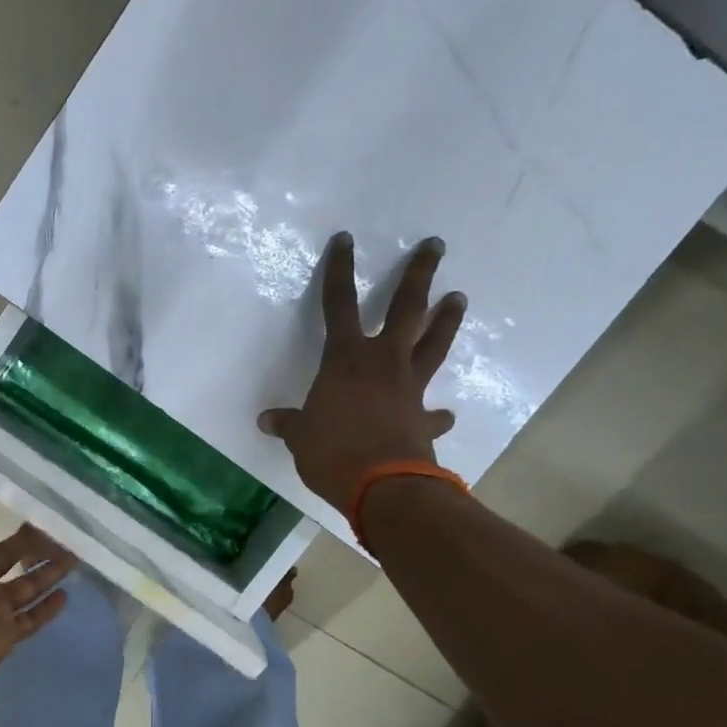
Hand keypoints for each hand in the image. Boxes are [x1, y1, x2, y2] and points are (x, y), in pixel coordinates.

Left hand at [0, 449, 77, 697]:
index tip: (2, 479)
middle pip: (6, 552)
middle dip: (29, 537)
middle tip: (57, 519)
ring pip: (25, 584)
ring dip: (49, 570)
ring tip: (76, 552)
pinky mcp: (3, 634)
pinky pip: (30, 620)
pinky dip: (47, 610)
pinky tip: (68, 594)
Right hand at [257, 232, 464, 512]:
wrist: (382, 486)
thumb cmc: (332, 451)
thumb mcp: (300, 437)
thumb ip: (289, 424)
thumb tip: (267, 421)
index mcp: (345, 359)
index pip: (338, 305)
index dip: (339, 272)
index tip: (346, 240)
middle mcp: (383, 363)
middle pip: (407, 309)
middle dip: (419, 275)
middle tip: (435, 246)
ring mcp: (409, 388)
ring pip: (433, 345)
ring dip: (446, 321)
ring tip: (458, 298)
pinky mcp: (424, 419)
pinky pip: (433, 412)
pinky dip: (438, 414)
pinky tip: (444, 414)